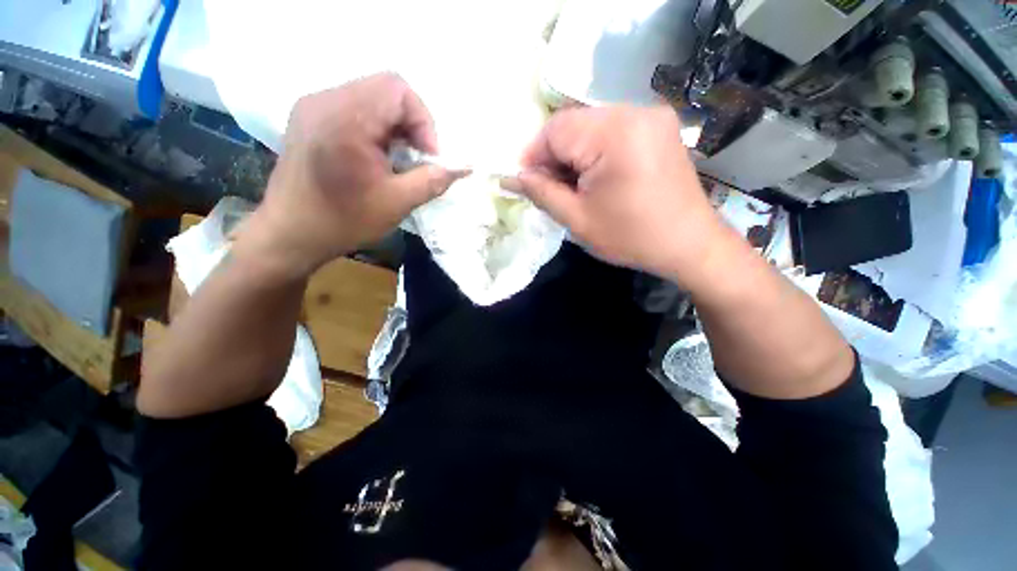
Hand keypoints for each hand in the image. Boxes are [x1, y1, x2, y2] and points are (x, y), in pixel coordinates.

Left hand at [238, 73, 462, 280]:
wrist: (291, 234)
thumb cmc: (344, 221)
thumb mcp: (398, 203)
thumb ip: (434, 180)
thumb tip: (465, 167)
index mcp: (345, 119)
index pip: (398, 90)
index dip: (423, 121)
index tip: (427, 157)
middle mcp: (325, 100)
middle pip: (385, 89)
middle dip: (411, 124)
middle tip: (415, 159)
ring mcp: (313, 105)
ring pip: (371, 96)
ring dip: (395, 126)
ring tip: (396, 160)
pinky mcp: (309, 116)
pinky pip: (354, 106)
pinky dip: (376, 127)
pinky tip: (376, 156)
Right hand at [506, 106, 728, 288]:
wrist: (689, 244)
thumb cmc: (631, 237)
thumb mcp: (578, 220)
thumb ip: (542, 193)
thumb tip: (514, 177)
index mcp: (614, 134)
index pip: (555, 129)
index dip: (534, 154)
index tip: (526, 181)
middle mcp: (634, 111)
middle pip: (573, 123)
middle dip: (553, 155)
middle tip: (548, 187)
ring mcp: (651, 115)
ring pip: (590, 125)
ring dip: (573, 153)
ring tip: (572, 185)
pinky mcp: (658, 126)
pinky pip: (612, 129)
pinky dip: (594, 150)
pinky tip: (595, 176)